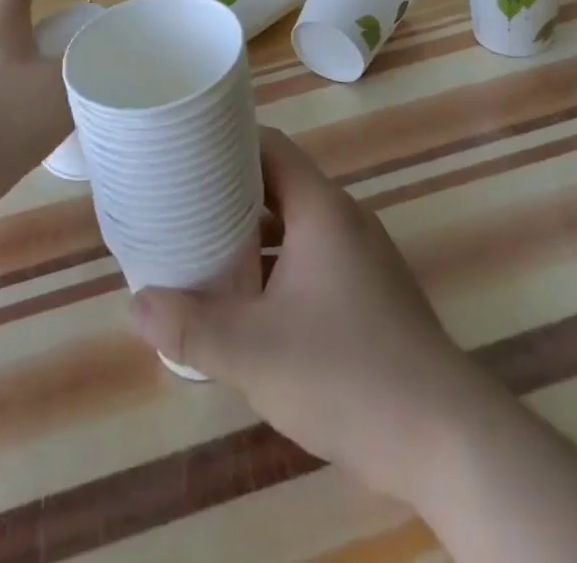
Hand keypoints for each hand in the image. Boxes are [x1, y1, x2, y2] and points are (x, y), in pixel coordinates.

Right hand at [126, 128, 497, 506]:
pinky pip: (312, 256)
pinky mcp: (368, 290)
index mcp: (321, 208)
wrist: (442, 436)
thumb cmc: (345, 373)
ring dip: (252, 233)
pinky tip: (247, 298)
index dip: (226, 141)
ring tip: (201, 245)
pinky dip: (277, 263)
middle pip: (278, 183)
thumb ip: (190, 326)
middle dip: (229, 191)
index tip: (184, 150)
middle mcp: (343, 218)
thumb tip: (134, 304)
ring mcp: (360, 255)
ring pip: (295, 224)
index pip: (269, 146)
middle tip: (179, 201)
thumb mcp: (253, 351)